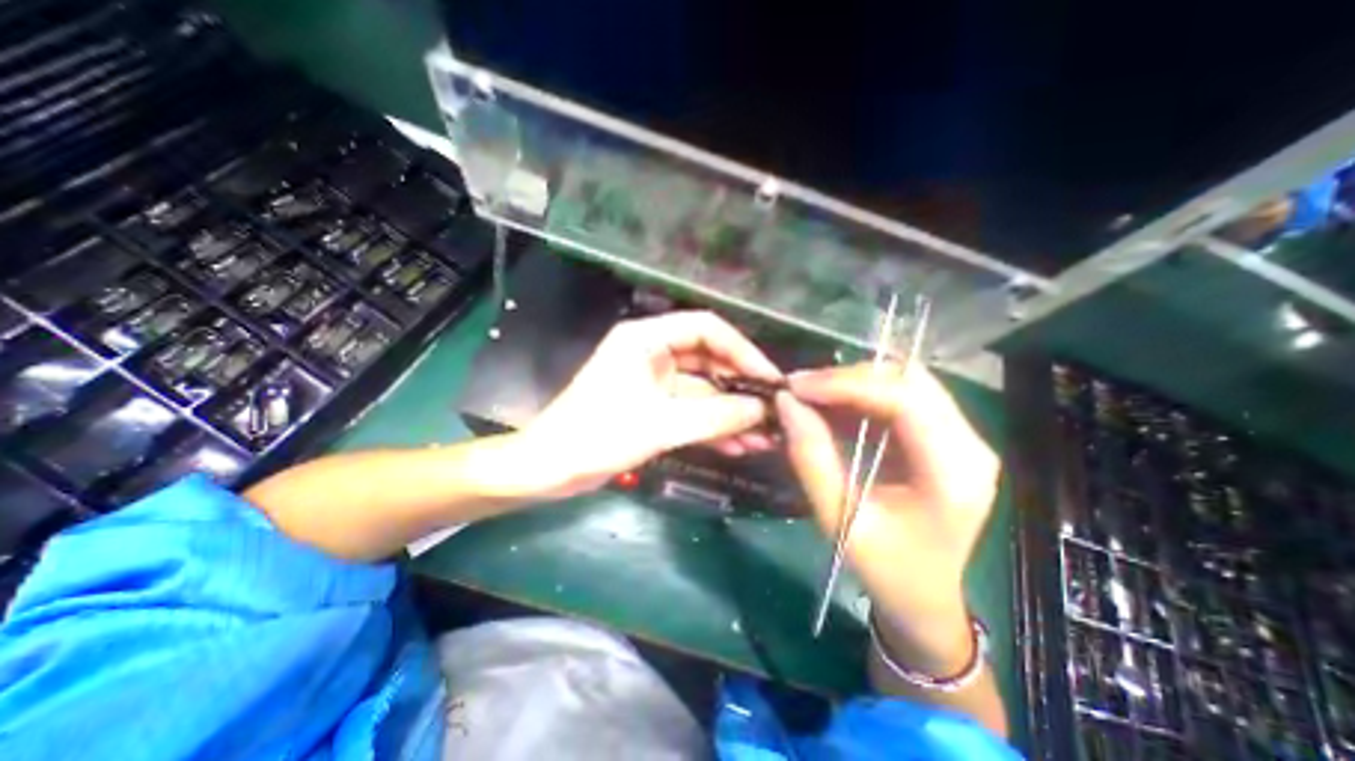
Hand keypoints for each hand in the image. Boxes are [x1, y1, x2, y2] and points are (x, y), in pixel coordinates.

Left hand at [522, 311, 791, 494]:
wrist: (551, 470)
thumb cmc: (597, 436)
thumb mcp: (661, 425)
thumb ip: (716, 416)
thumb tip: (763, 410)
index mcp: (647, 339)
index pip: (706, 329)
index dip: (742, 350)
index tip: (769, 379)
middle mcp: (653, 353)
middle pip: (709, 360)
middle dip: (740, 387)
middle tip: (773, 412)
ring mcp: (655, 381)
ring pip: (703, 390)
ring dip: (731, 413)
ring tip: (764, 437)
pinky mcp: (654, 407)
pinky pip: (691, 410)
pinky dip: (713, 426)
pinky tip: (738, 446)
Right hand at [774, 363, 991, 654]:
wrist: (928, 601)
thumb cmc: (887, 570)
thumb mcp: (839, 517)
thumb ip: (811, 457)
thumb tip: (786, 403)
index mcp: (953, 471)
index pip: (904, 398)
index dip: (846, 383)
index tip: (797, 387)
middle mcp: (969, 444)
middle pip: (908, 379)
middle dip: (846, 377)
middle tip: (799, 390)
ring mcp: (962, 437)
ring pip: (904, 381)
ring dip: (852, 382)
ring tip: (810, 396)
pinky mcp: (946, 437)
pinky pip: (901, 397)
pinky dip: (861, 395)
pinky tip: (832, 407)